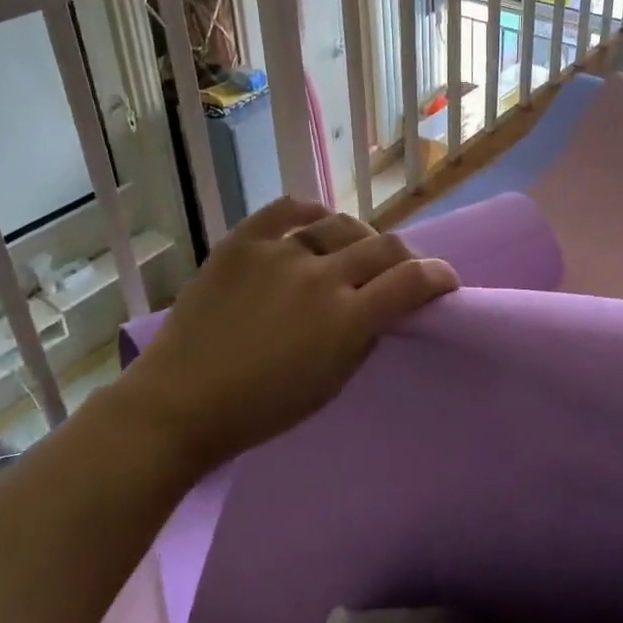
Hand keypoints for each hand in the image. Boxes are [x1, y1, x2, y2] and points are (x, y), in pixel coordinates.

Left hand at [127, 198, 458, 474]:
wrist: (179, 404)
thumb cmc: (261, 411)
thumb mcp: (331, 385)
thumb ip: (363, 336)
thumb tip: (380, 305)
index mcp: (346, 321)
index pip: (412, 281)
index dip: (438, 276)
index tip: (444, 281)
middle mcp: (320, 278)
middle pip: (383, 247)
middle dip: (403, 258)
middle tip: (398, 272)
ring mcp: (279, 254)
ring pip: (340, 225)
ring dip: (358, 239)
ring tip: (351, 252)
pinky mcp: (242, 242)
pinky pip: (287, 211)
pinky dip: (309, 214)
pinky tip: (315, 223)